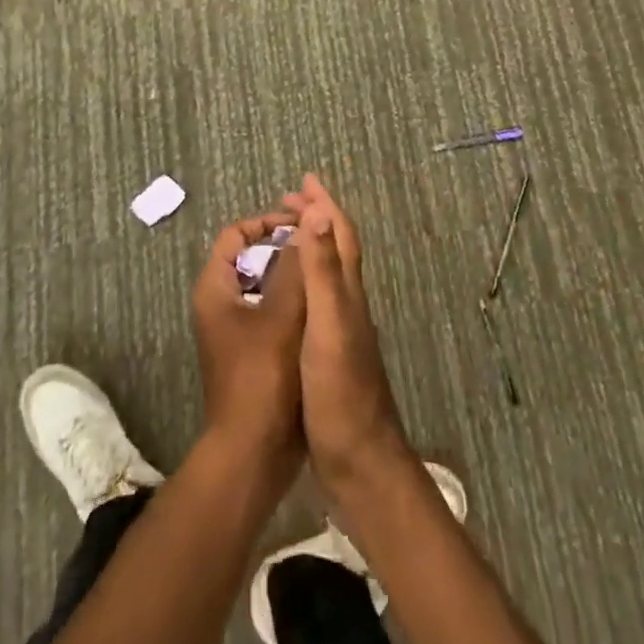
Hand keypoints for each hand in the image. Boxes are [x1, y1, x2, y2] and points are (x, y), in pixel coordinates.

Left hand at [191, 213, 308, 469]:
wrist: (252, 455)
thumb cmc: (262, 378)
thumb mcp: (281, 316)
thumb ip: (294, 268)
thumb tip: (308, 224)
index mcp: (214, 288)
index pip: (235, 234)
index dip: (266, 223)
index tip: (300, 225)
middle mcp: (219, 304)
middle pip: (249, 258)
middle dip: (282, 250)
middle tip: (317, 248)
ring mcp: (234, 331)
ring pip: (263, 288)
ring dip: (290, 278)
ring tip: (323, 276)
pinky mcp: (251, 354)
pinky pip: (270, 314)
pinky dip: (292, 306)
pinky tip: (320, 312)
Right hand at [282, 175, 410, 487]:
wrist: (360, 463)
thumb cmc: (340, 392)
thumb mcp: (327, 326)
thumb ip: (323, 271)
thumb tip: (319, 211)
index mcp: (347, 293)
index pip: (339, 234)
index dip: (324, 204)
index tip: (304, 180)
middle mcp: (348, 304)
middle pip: (335, 248)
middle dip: (315, 218)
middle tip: (287, 202)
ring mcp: (341, 330)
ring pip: (328, 273)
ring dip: (310, 245)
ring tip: (284, 236)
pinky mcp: (330, 354)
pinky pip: (317, 299)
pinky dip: (304, 278)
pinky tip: (288, 292)